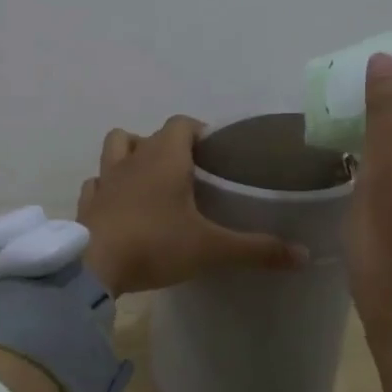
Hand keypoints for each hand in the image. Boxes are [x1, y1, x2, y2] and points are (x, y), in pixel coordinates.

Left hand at [78, 116, 306, 296]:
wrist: (95, 267)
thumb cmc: (156, 245)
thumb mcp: (212, 249)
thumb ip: (257, 249)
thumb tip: (304, 254)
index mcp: (165, 158)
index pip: (182, 123)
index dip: (198, 132)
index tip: (213, 153)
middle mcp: (132, 159)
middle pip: (146, 134)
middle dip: (165, 146)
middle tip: (186, 173)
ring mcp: (105, 180)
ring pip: (115, 149)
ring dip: (130, 156)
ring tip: (148, 181)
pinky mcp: (87, 204)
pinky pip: (96, 184)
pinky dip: (107, 189)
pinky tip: (119, 207)